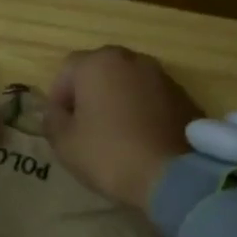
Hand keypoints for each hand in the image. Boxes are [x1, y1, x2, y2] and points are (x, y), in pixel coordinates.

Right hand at [43, 45, 202, 210]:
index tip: (60, 125)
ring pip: (128, 83)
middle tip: (85, 127)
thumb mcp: (65, 143)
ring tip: (115, 134)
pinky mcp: (184, 96)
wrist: (173, 176)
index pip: (66, 70)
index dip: (58, 97)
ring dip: (118, 100)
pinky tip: (141, 138)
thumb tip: (56, 112)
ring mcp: (162, 76)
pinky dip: (142, 110)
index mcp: (98, 63)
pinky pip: (152, 98)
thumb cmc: (109, 154)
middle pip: (100, 71)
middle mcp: (132, 59)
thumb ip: (52, 120)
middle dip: (89, 94)